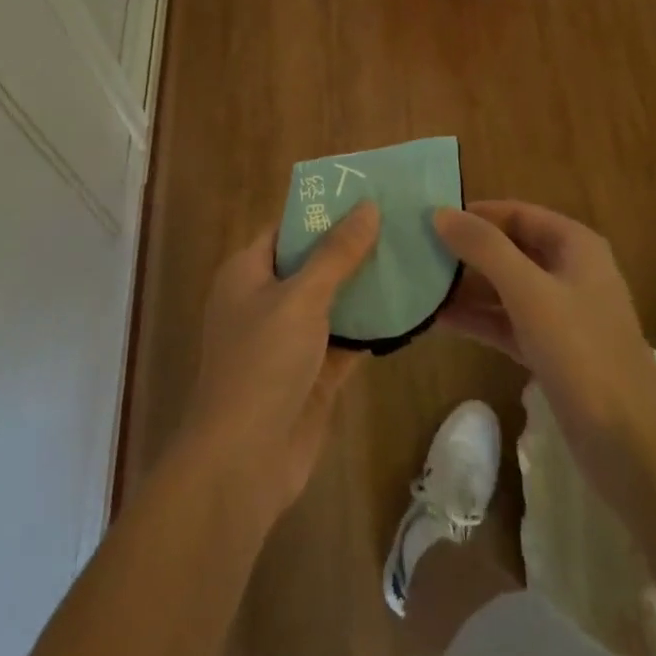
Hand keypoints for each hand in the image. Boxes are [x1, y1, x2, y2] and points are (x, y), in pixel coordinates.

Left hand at [177, 201, 379, 527]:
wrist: (244, 462)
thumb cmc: (262, 363)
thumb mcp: (301, 297)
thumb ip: (337, 253)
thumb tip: (367, 206)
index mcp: (248, 272)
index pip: (288, 227)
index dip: (323, 210)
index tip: (367, 193)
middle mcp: (266, 300)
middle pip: (313, 262)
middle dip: (353, 246)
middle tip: (400, 221)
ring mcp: (289, 339)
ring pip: (333, 301)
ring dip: (366, 285)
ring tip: (412, 255)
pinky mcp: (313, 373)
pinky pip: (346, 338)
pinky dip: (371, 326)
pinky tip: (409, 308)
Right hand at [434, 200, 655, 494]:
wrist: (633, 447)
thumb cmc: (583, 354)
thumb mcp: (530, 293)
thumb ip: (485, 249)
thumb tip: (441, 213)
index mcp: (575, 245)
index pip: (517, 213)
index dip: (476, 214)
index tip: (430, 218)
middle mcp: (569, 272)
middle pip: (510, 248)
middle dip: (467, 250)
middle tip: (416, 251)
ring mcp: (562, 315)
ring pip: (506, 288)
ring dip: (467, 287)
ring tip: (418, 284)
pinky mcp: (552, 352)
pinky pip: (507, 323)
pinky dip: (478, 320)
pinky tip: (438, 321)